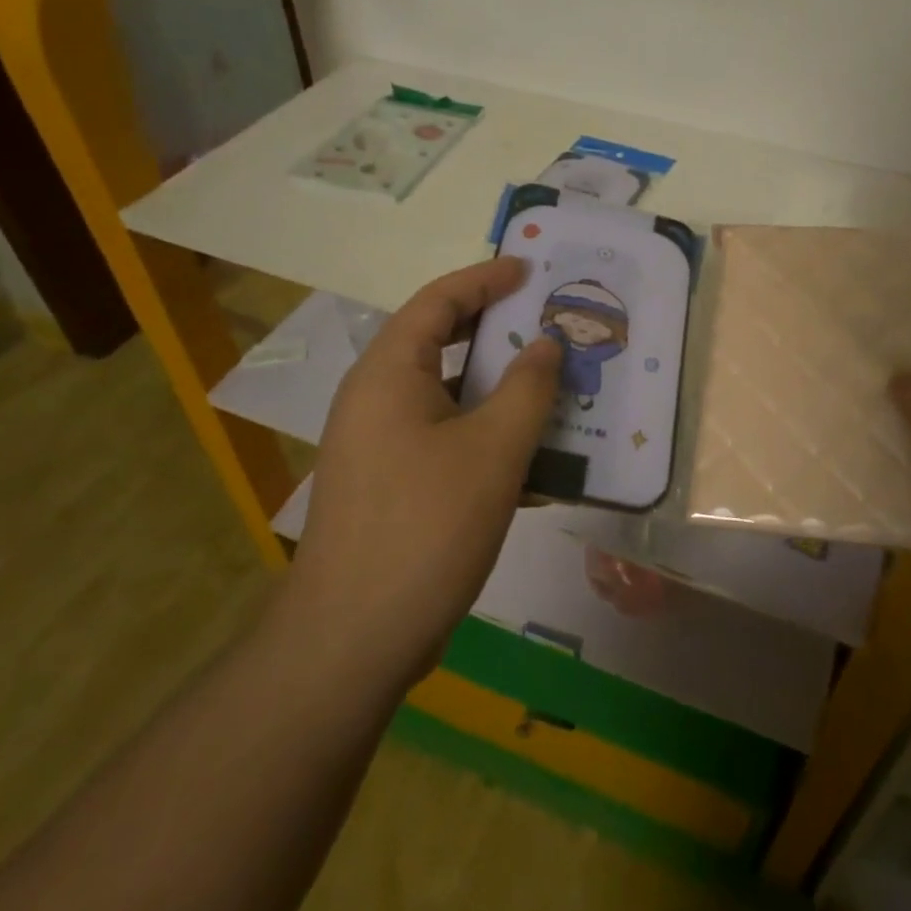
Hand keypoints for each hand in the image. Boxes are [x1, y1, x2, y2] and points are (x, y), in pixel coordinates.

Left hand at [278, 258, 561, 691]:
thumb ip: (528, 388)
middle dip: (499, 330)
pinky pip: (447, 438)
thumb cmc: (426, 526)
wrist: (354, 638)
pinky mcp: (394, 484)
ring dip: (501, 388)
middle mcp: (378, 398)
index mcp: (389, 372)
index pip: (439, 300)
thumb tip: (547, 344)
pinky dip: (489, 434)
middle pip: (443, 342)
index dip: (486, 278)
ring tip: (555, 383)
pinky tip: (536, 456)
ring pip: (450, 395)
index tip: (531, 271)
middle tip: (552, 322)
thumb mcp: (493, 450)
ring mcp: (382, 444)